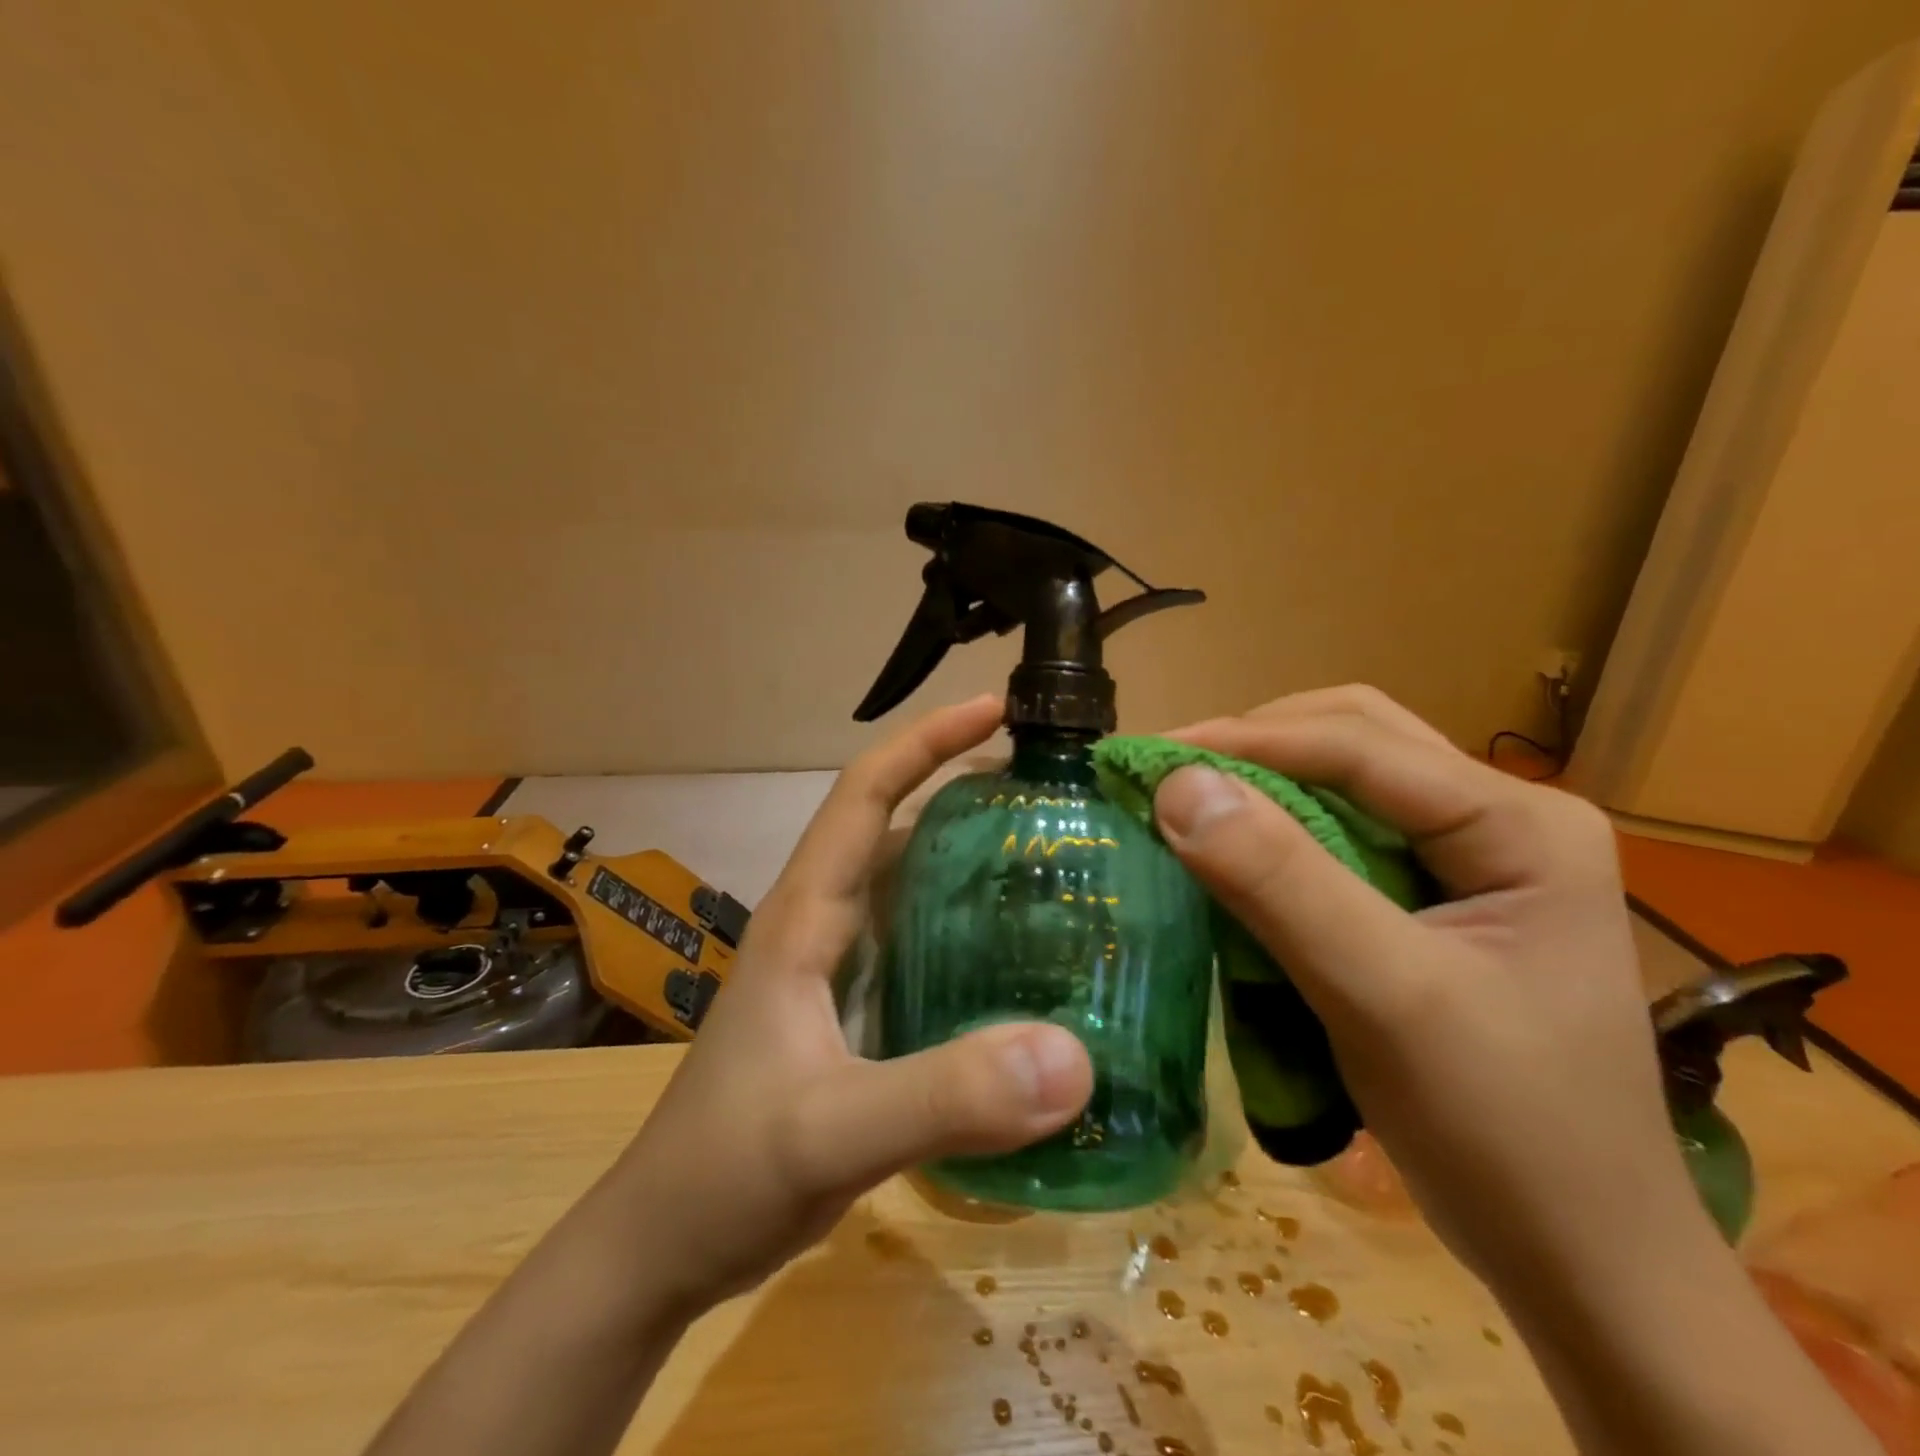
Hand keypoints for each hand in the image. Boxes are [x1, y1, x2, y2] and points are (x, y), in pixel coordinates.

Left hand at [607, 695, 1091, 1313]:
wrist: (664, 1245)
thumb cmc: (725, 1172)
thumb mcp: (832, 1131)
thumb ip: (945, 1096)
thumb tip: (1072, 1058)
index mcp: (806, 915)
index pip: (866, 794)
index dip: (927, 741)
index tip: (998, 711)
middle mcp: (821, 923)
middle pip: (896, 826)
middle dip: (964, 789)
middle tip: (1052, 789)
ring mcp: (836, 968)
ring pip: (909, 884)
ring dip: (969, 857)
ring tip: (1052, 854)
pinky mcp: (852, 1011)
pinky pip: (920, 944)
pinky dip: (967, 927)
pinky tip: (1020, 953)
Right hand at [1151, 686, 1694, 1286]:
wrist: (1581, 1259)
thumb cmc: (1504, 1132)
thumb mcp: (1385, 999)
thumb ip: (1282, 884)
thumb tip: (1178, 786)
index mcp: (1522, 824)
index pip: (1360, 745)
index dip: (1244, 741)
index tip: (1147, 757)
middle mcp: (1503, 817)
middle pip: (1356, 739)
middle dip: (1255, 746)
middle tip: (1170, 777)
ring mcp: (1474, 856)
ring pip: (1347, 778)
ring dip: (1265, 780)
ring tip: (1192, 803)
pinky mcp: (1439, 896)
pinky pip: (1344, 830)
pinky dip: (1279, 828)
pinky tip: (1239, 850)